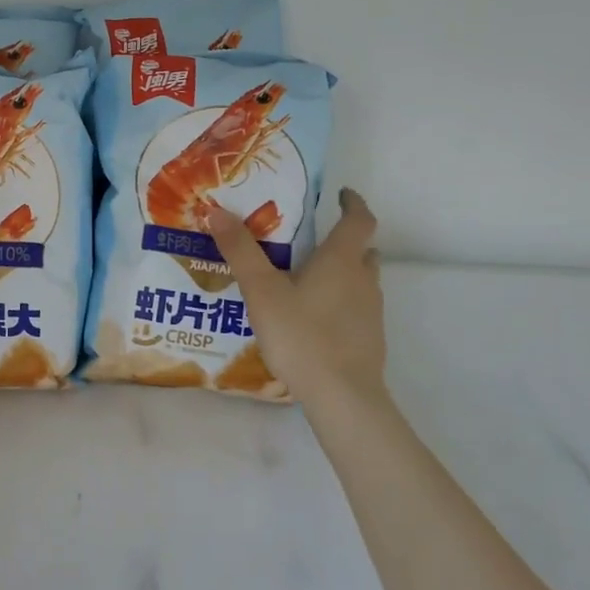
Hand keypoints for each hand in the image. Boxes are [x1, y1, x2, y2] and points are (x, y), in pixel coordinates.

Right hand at [207, 188, 387, 407]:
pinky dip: (340, 301)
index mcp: (341, 260)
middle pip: (362, 250)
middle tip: (311, 240)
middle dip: (343, 240)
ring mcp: (371, 311)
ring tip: (306, 278)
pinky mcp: (369, 338)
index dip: (352, 203)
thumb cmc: (301, 335)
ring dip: (343, 272)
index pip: (359, 219)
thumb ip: (240, 250)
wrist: (342, 395)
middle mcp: (363, 280)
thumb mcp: (261, 290)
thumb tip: (217, 210)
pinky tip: (312, 318)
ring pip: (361, 280)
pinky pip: (356, 308)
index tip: (340, 194)